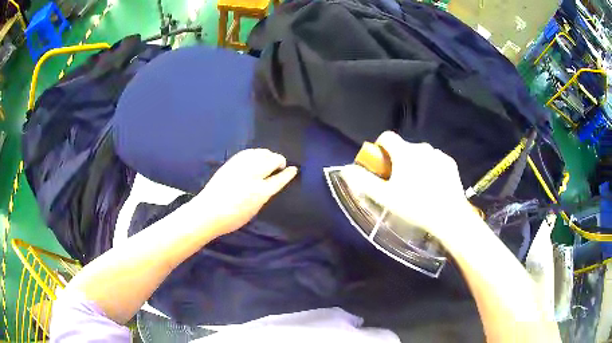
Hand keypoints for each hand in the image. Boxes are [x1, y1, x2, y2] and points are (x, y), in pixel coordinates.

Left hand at [191, 149, 297, 235]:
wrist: (208, 211)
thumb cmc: (232, 218)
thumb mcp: (254, 210)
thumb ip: (264, 195)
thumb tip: (269, 184)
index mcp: (260, 192)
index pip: (279, 179)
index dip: (288, 174)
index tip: (294, 169)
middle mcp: (253, 176)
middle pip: (271, 161)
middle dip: (279, 160)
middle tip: (281, 164)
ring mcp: (241, 167)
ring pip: (260, 153)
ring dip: (268, 154)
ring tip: (270, 158)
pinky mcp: (231, 163)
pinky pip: (248, 152)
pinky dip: (255, 152)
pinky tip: (256, 155)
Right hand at [341, 131, 474, 243]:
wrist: (448, 216)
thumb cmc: (414, 206)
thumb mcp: (385, 197)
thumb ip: (364, 181)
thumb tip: (346, 169)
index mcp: (404, 152)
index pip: (386, 137)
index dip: (380, 147)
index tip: (381, 164)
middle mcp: (421, 147)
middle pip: (403, 147)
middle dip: (398, 159)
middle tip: (398, 181)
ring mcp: (438, 154)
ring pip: (420, 154)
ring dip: (415, 163)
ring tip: (417, 185)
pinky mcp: (449, 163)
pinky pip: (435, 160)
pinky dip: (430, 167)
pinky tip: (433, 185)